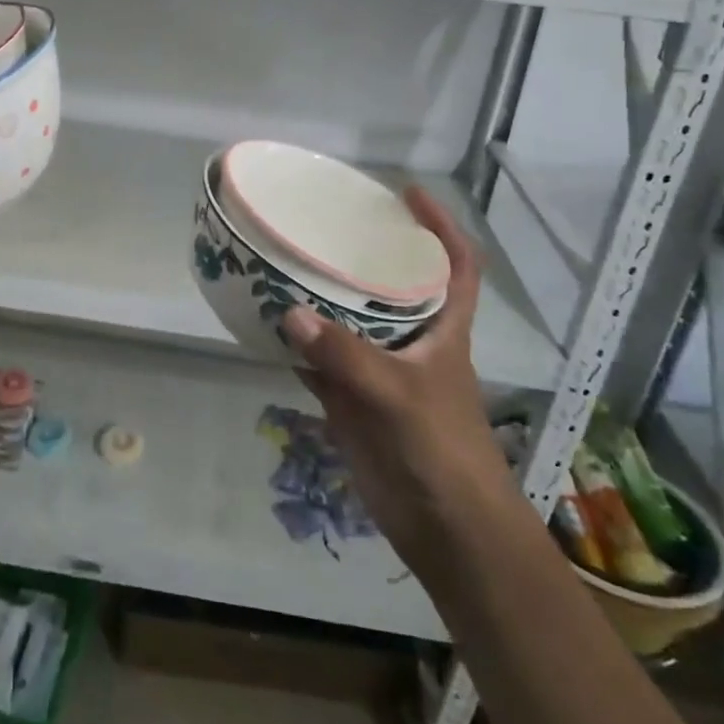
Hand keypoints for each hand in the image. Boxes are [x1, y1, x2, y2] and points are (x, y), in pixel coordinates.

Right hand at [281, 189, 510, 574]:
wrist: (445, 529)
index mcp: (443, 329)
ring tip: (285, 262)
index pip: (456, 265)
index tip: (410, 193)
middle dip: (366, 254)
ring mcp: (380, 371)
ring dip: (322, 298)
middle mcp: (413, 341)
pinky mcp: (353, 400)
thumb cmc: (441, 449)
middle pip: (392, 285)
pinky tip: (267, 324)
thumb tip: (288, 313)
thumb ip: (344, 355)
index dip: (441, 226)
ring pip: (350, 322)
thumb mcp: (398, 394)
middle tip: (326, 224)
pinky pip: (320, 361)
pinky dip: (297, 345)